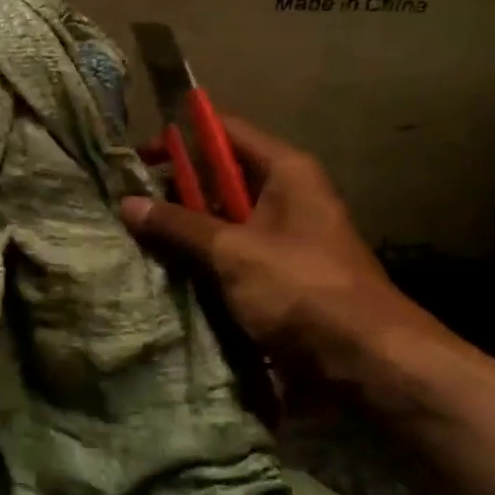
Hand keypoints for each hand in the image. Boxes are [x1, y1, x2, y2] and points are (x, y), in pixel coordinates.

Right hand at [118, 117, 447, 398]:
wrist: (367, 362)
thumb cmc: (301, 289)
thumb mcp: (233, 252)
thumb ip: (179, 225)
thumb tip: (127, 203)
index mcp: (284, 171)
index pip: (224, 132)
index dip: (181, 137)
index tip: (137, 157)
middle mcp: (285, 195)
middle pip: (219, 177)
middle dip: (175, 190)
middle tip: (128, 204)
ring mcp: (282, 237)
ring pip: (221, 220)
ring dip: (185, 230)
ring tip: (135, 238)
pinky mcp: (278, 275)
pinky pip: (230, 255)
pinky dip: (202, 260)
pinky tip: (165, 271)